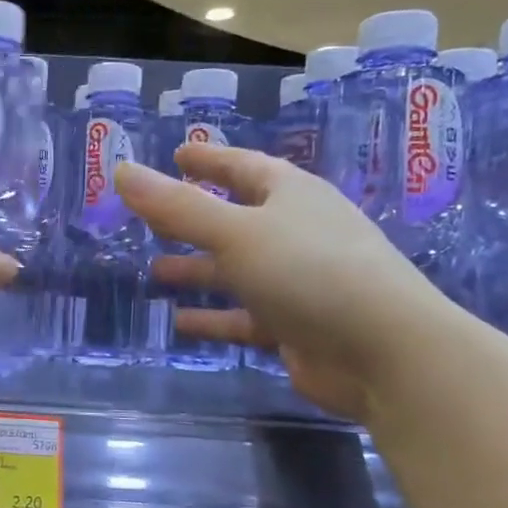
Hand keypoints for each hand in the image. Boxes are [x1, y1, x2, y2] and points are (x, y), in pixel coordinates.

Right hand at [115, 145, 453, 419]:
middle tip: (152, 217)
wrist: (386, 353)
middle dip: (194, 218)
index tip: (176, 154)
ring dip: (199, 268)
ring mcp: (299, 282)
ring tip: (156, 269)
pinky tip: (181, 322)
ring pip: (237, 270)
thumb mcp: (235, 232)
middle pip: (236, 218)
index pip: (243, 166)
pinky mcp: (297, 326)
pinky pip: (245, 317)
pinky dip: (215, 318)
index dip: (208, 160)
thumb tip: (121, 170)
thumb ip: (176, 206)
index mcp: (291, 196)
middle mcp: (296, 233)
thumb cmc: (309, 271)